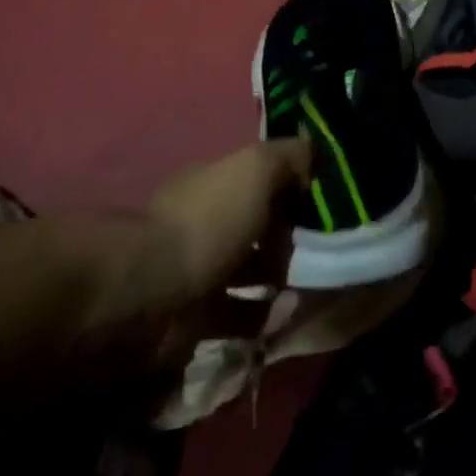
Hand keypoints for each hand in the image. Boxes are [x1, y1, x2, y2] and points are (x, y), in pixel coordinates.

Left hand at [60, 138, 310, 393]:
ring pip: (250, 272)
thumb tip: (315, 157)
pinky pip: (240, 316)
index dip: (293, 188)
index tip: (324, 204)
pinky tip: (285, 315)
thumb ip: (289, 157)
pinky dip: (264, 317)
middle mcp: (204, 223)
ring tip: (308, 287)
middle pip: (257, 227)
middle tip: (322, 251)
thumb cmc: (208, 222)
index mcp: (213, 183)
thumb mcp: (256, 169)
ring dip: (281, 280)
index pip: (259, 179)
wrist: (150, 296)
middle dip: (290, 238)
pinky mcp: (195, 319)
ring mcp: (198, 272)